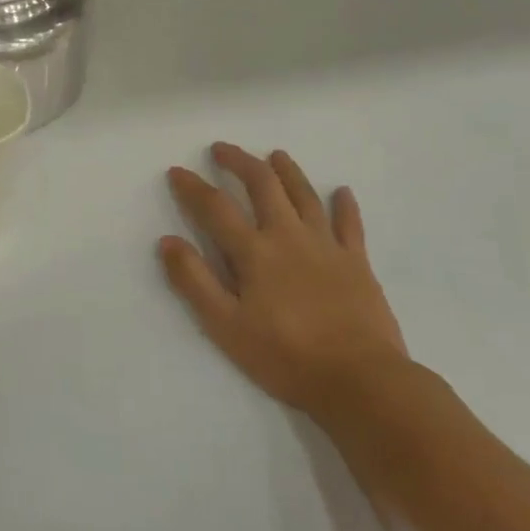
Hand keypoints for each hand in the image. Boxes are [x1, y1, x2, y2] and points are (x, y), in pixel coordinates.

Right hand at [160, 144, 408, 418]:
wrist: (361, 381)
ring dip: (287, 171)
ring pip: (304, 195)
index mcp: (254, 252)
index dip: (192, 186)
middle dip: (240, 162)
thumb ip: (194, 281)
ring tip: (275, 155)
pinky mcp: (357, 263)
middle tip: (222, 149)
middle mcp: (288, 236)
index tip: (177, 171)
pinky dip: (344, 205)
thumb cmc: (286, 357)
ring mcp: (326, 246)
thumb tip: (168, 241)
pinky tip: (342, 192)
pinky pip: (350, 225)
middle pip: (263, 185)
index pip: (215, 207)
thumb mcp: (226, 326)